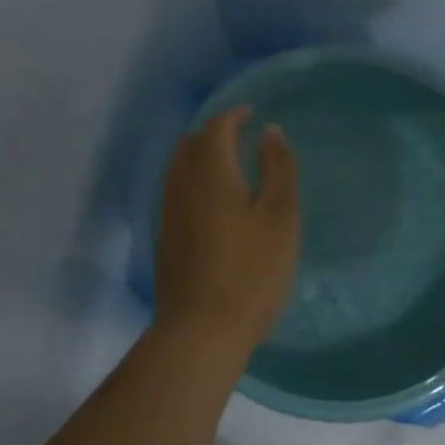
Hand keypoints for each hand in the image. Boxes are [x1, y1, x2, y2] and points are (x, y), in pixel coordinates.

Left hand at [154, 107, 299, 348]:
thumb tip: (270, 130)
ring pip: (179, 168)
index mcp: (210, 172)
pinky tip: (214, 203)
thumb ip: (277, 169)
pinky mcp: (164, 238)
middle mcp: (181, 185)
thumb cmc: (251, 272)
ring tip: (229, 166)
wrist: (201, 330)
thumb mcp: (280, 217)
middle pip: (190, 143)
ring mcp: (168, 213)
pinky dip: (194, 181)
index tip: (252, 114)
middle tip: (241, 137)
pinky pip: (176, 191)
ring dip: (201, 157)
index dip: (234, 115)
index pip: (216, 127)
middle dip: (214, 132)